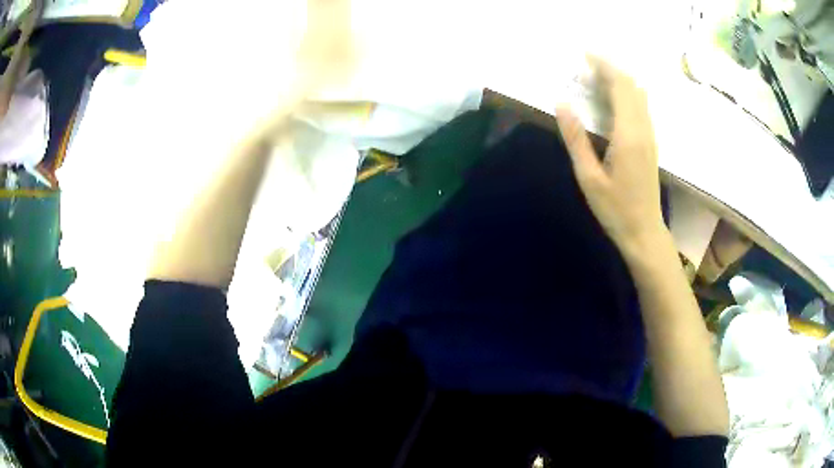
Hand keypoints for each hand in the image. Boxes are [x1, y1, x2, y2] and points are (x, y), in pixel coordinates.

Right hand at [556, 57, 665, 255]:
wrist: (644, 231)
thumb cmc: (615, 209)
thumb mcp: (588, 177)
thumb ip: (576, 138)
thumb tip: (562, 103)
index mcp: (628, 135)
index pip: (620, 86)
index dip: (604, 66)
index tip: (585, 54)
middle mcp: (643, 128)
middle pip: (631, 85)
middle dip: (610, 68)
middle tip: (586, 64)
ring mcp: (650, 135)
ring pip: (639, 94)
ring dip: (619, 80)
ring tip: (596, 77)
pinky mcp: (650, 141)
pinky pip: (641, 106)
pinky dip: (627, 93)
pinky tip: (611, 98)